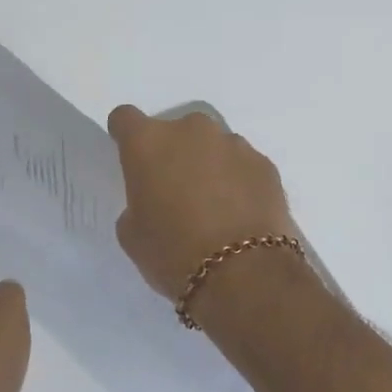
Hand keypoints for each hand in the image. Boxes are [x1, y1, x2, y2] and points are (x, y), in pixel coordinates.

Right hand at [105, 105, 299, 299]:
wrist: (244, 273)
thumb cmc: (174, 254)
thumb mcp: (133, 235)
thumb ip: (137, 204)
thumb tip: (156, 200)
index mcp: (149, 143)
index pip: (126, 118)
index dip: (125, 135)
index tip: (131, 156)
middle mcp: (192, 131)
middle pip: (176, 131)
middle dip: (174, 153)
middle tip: (176, 191)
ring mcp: (234, 144)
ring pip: (214, 146)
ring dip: (209, 166)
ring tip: (215, 206)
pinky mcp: (265, 164)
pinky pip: (243, 165)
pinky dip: (239, 181)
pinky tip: (241, 214)